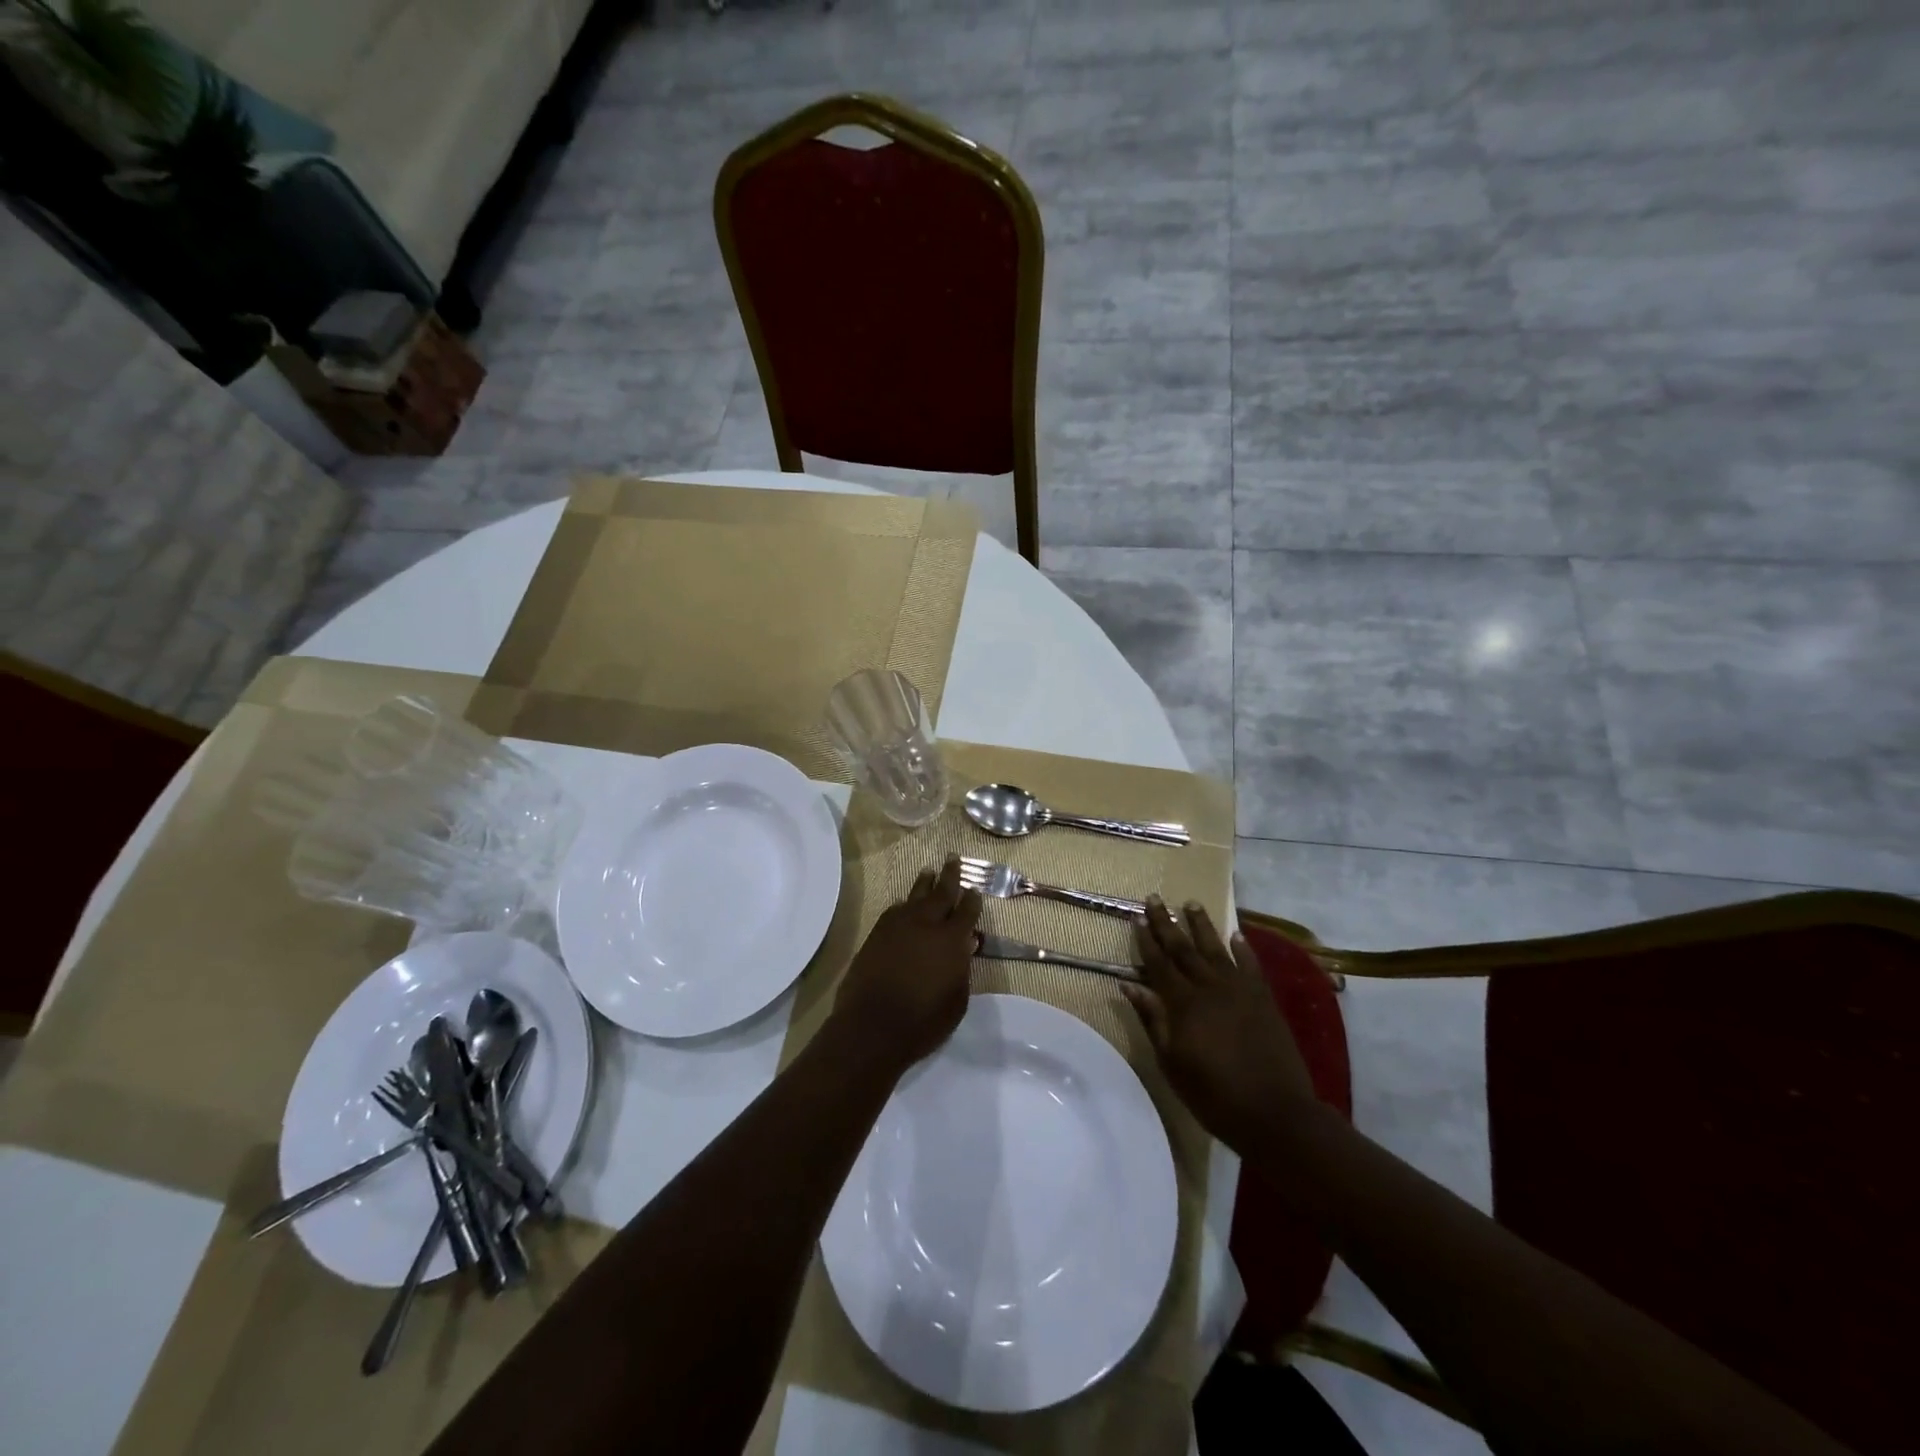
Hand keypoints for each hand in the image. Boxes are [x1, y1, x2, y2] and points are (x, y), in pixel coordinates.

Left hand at [829, 855, 983, 1072]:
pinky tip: (904, 904)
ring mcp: (898, 926)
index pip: (966, 912)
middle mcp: (926, 924)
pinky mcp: (877, 934)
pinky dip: (903, 904)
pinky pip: (894, 910)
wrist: (873, 1026)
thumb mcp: (957, 1000)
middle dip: (950, 876)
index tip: (975, 889)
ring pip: (915, 896)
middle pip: (941, 893)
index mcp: (951, 940)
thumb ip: (962, 969)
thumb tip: (965, 946)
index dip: (972, 900)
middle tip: (953, 858)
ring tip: (928, 872)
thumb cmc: (924, 1020)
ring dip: (924, 883)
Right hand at [1122, 897, 1318, 1151]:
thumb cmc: (1214, 1094)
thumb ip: (1153, 1020)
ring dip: (1202, 925)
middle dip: (1167, 923)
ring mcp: (1240, 990)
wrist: (1275, 1112)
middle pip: (1184, 948)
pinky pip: (1251, 965)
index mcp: (1183, 1003)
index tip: (1136, 917)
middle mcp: (1210, 987)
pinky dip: (1243, 948)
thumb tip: (1129, 986)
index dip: (1146, 940)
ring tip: (1191, 903)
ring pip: (1216, 949)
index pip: (1159, 963)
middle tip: (1155, 898)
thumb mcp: (1172, 1062)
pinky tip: (1236, 935)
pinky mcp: (1264, 999)